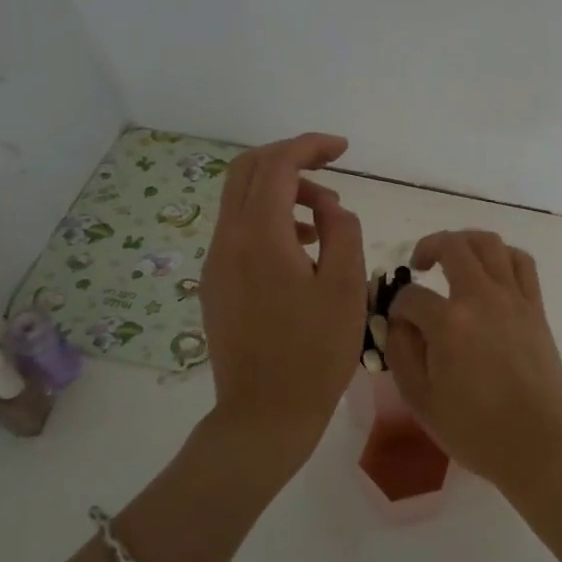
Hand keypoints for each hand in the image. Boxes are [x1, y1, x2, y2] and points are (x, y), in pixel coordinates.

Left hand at [201, 133, 365, 471]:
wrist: (264, 415)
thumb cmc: (315, 353)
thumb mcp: (346, 286)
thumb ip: (341, 231)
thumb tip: (328, 207)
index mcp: (260, 238)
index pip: (276, 165)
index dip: (309, 146)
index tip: (343, 150)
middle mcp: (227, 241)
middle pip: (246, 171)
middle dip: (289, 158)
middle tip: (329, 166)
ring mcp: (216, 263)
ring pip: (241, 199)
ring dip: (281, 190)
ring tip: (324, 215)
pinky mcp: (216, 283)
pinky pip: (239, 230)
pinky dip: (270, 218)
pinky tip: (302, 246)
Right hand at [382, 230, 561, 494]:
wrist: (539, 444)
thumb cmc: (475, 430)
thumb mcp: (421, 400)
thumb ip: (402, 352)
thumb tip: (399, 321)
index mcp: (449, 322)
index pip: (411, 296)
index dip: (397, 308)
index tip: (398, 325)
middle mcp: (482, 297)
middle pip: (452, 246)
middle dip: (428, 247)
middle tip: (419, 264)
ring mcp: (514, 298)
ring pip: (490, 243)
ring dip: (466, 241)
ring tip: (453, 257)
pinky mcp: (536, 307)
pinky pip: (522, 262)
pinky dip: (502, 255)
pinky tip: (491, 271)